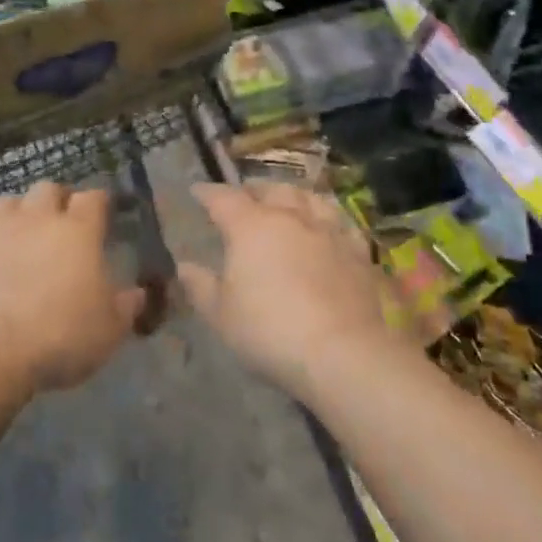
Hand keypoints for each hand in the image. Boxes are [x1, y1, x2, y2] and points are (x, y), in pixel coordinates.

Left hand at [0, 181, 145, 394]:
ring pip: (8, 200)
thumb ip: (126, 307)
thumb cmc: (58, 337)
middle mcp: (38, 217)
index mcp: (79, 230)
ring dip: (16, 211)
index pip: (94, 197)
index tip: (103, 214)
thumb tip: (138, 294)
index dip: (99, 203)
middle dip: (56, 200)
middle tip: (60, 222)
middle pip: (48, 188)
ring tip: (19, 231)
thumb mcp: (108, 331)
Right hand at [179, 182, 408, 402]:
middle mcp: (289, 216)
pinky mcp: (356, 249)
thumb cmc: (270, 331)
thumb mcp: (221, 315)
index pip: (223, 198)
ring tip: (286, 200)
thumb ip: (200, 286)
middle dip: (253, 189)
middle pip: (269, 190)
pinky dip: (327, 215)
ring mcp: (326, 230)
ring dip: (292, 195)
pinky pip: (340, 220)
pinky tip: (327, 223)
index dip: (208, 192)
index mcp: (250, 226)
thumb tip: (184, 266)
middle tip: (244, 195)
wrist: (341, 352)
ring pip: (308, 197)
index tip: (197, 191)